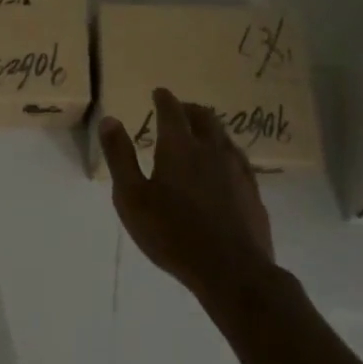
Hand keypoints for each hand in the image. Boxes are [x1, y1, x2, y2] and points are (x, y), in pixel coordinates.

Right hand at [98, 88, 275, 303]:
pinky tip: (223, 166)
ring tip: (200, 135)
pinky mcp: (252, 191)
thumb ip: (120, 157)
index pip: (172, 110)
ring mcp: (237, 169)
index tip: (159, 93)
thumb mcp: (131, 197)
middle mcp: (211, 149)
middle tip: (179, 110)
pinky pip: (238, 158)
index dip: (164, 99)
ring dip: (209, 128)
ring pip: (224, 136)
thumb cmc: (172, 233)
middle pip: (204, 117)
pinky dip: (225, 151)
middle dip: (189, 109)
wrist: (232, 270)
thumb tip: (110, 120)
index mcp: (180, 146)